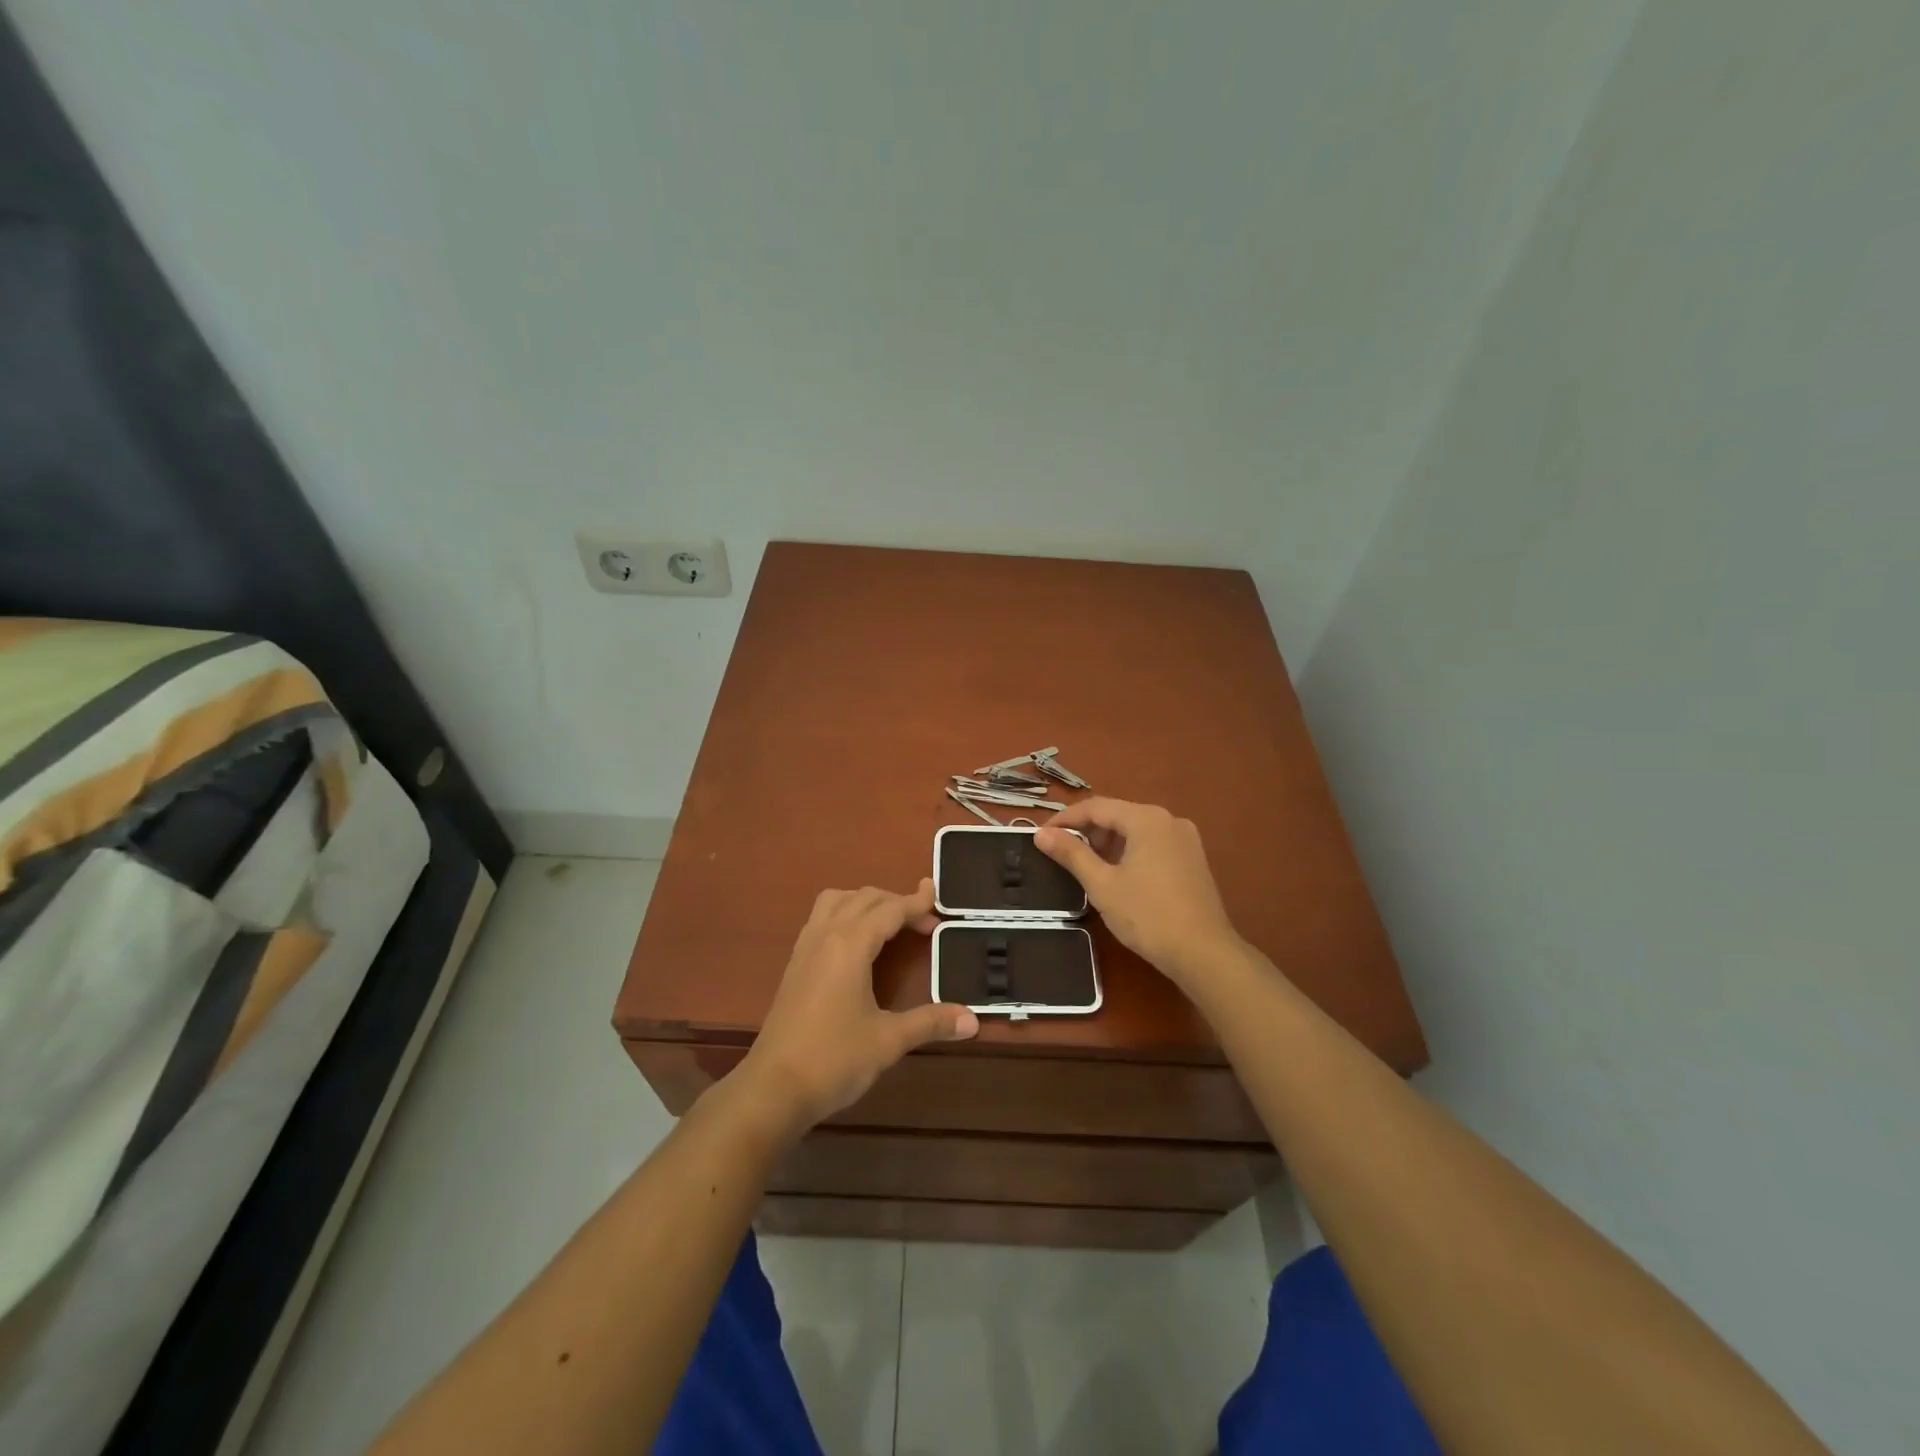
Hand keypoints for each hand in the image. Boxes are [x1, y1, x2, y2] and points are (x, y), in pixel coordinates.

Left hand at [733, 880, 977, 1136]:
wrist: (772, 1088)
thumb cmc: (833, 1060)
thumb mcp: (888, 1041)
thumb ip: (930, 1023)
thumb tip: (972, 1020)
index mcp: (850, 945)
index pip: (889, 909)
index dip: (916, 902)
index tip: (938, 896)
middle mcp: (826, 935)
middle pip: (864, 898)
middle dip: (896, 901)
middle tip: (924, 920)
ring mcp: (805, 948)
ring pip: (836, 901)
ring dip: (865, 902)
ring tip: (889, 922)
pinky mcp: (794, 965)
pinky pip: (821, 918)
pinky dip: (844, 914)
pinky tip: (856, 943)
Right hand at [1035, 799, 1242, 988]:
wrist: (1204, 953)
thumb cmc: (1148, 916)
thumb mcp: (1102, 884)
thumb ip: (1071, 854)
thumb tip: (1040, 834)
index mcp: (1147, 819)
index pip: (1096, 807)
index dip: (1065, 819)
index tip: (1041, 835)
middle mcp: (1169, 820)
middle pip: (1118, 814)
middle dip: (1087, 830)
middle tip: (1061, 852)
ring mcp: (1185, 839)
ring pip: (1136, 829)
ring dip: (1108, 842)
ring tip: (1087, 865)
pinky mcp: (1193, 859)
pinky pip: (1153, 843)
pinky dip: (1130, 851)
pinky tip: (1118, 874)